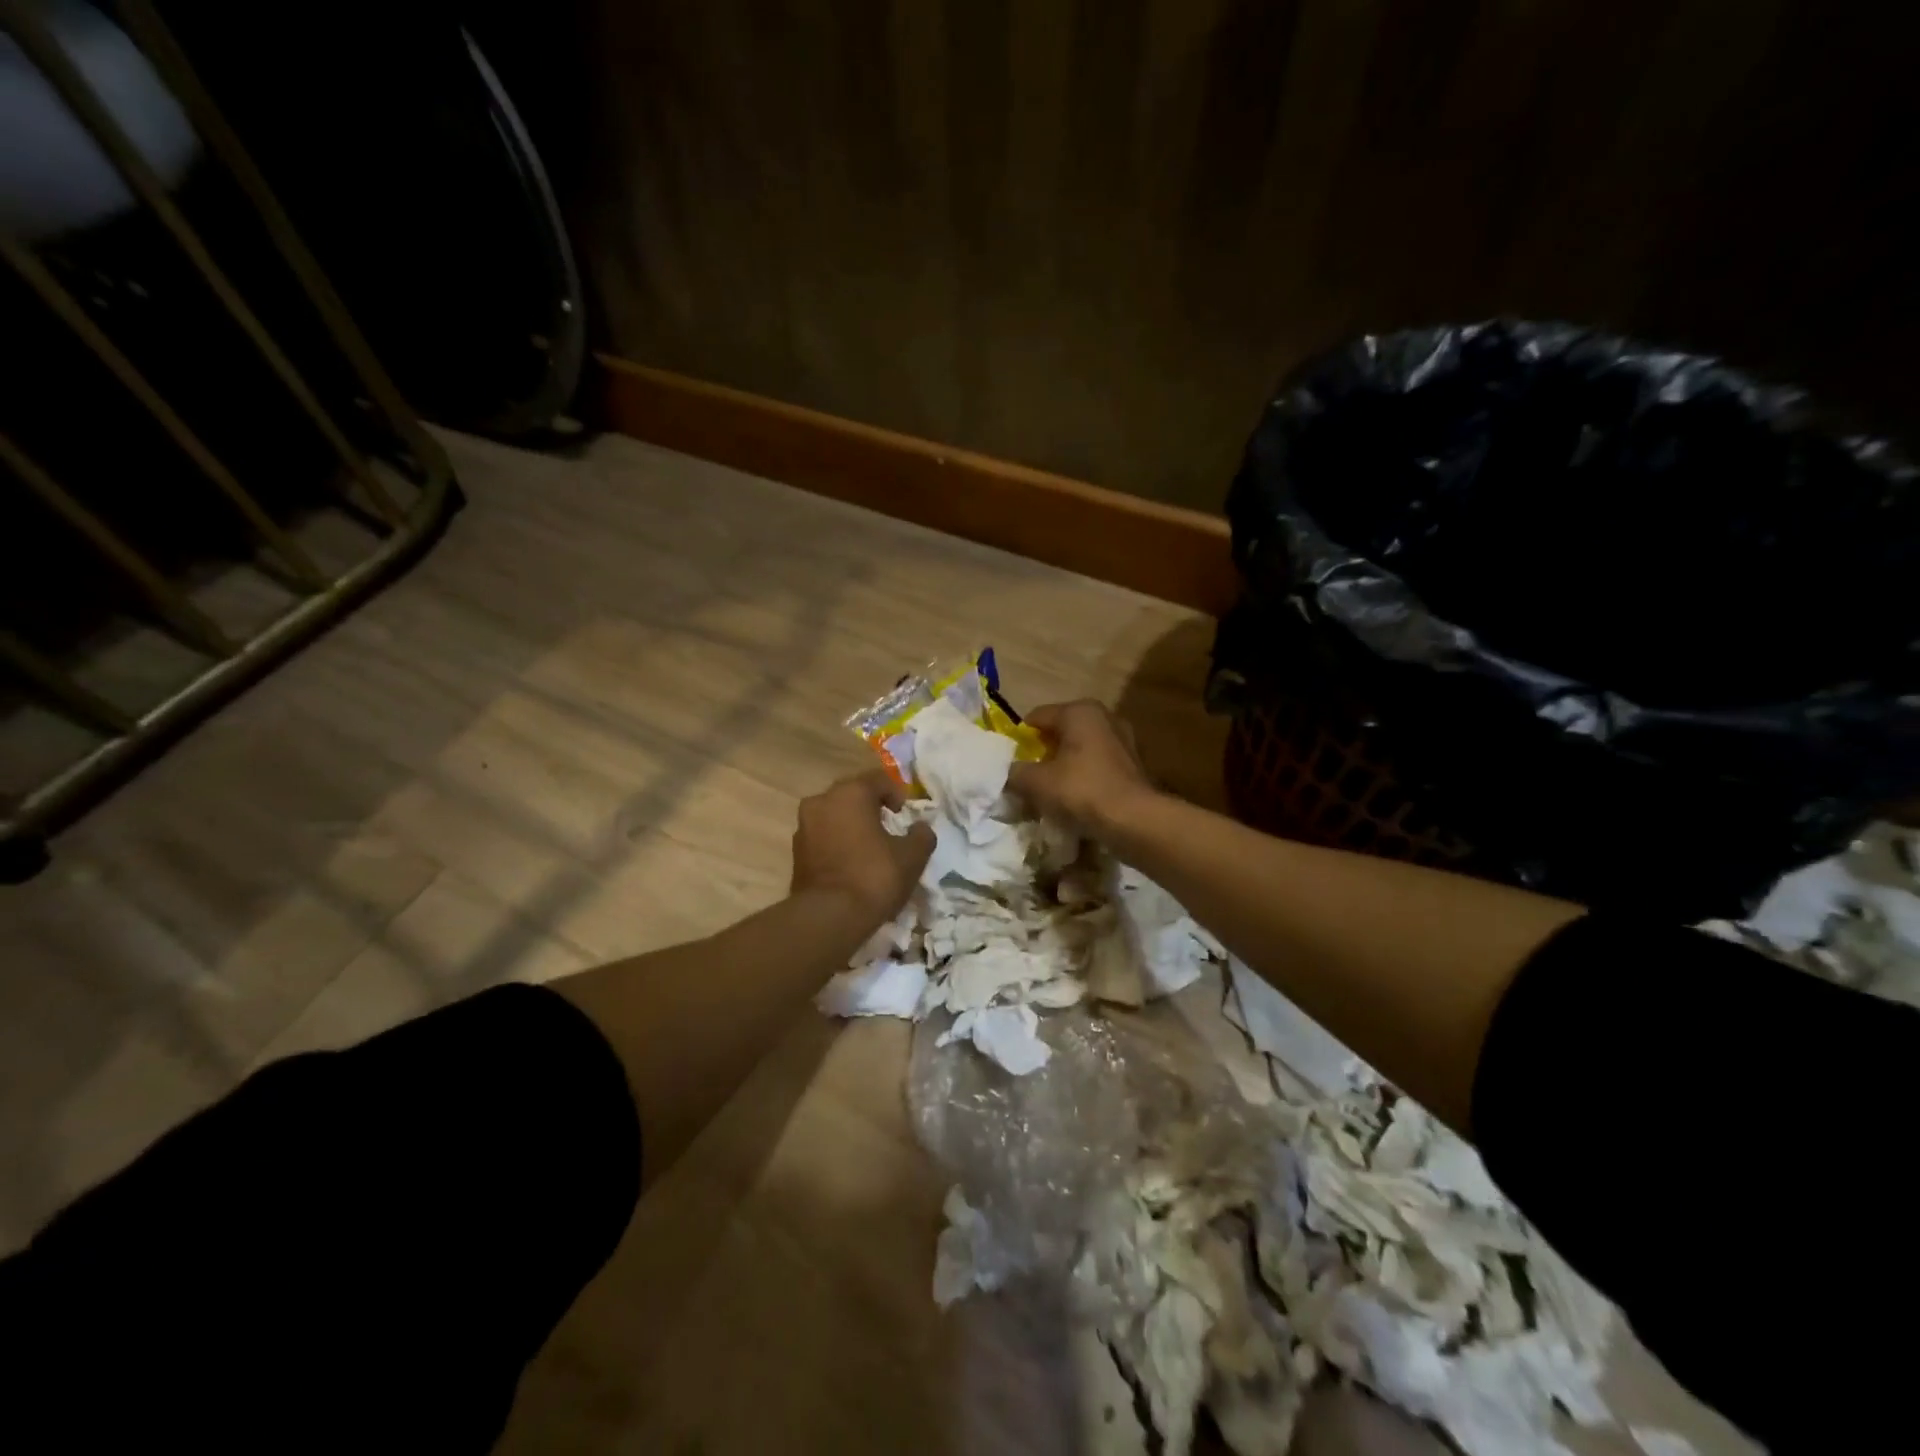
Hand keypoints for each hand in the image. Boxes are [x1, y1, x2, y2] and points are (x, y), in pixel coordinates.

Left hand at [790, 770, 934, 927]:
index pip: (878, 779)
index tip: (905, 815)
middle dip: (871, 807)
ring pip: (834, 816)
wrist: (829, 917)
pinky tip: (852, 864)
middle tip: (889, 828)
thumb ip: (922, 835)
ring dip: (852, 825)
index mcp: (850, 793)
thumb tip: (921, 828)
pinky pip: (823, 837)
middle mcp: (822, 801)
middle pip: (852, 795)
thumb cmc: (874, 876)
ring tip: (870, 848)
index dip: (897, 794)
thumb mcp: (912, 856)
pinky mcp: (796, 852)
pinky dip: (838, 843)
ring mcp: (804, 826)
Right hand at [1009, 700, 1157, 834]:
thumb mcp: (1036, 782)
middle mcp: (1104, 717)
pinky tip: (1077, 800)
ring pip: (1080, 750)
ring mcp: (1123, 739)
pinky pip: (1098, 765)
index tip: (1011, 765)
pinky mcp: (1133, 764)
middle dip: (1043, 754)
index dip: (1019, 741)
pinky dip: (1084, 778)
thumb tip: (1008, 773)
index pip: (1036, 718)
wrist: (1134, 820)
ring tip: (1052, 793)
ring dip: (1064, 767)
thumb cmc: (1081, 791)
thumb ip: (1015, 773)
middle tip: (1029, 779)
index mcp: (1079, 711)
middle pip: (1060, 733)